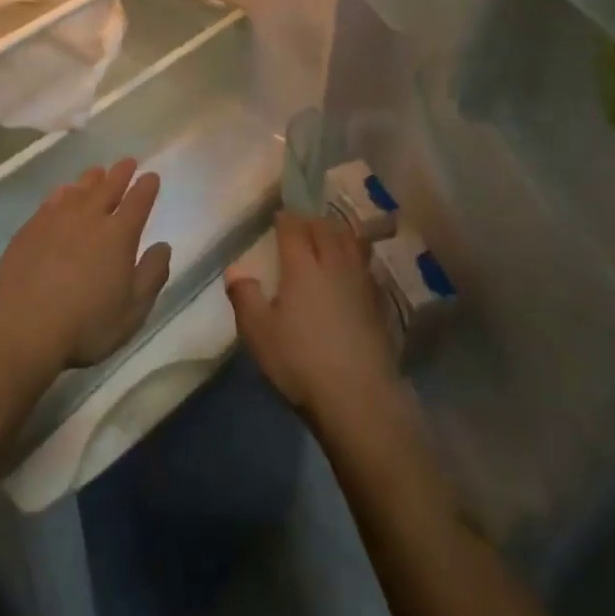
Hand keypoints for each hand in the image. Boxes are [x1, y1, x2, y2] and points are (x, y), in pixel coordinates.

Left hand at [0, 159, 171, 370]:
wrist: (23, 326)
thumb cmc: (86, 323)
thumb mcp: (133, 310)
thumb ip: (152, 274)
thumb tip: (163, 246)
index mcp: (119, 235)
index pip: (138, 202)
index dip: (146, 187)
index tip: (151, 176)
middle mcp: (89, 217)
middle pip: (108, 187)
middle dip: (121, 173)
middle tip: (128, 161)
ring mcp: (56, 219)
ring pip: (79, 189)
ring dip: (92, 179)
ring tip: (98, 172)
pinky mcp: (30, 228)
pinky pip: (52, 200)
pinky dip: (63, 192)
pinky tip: (63, 193)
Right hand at [226, 212, 399, 427]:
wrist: (359, 398)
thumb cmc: (301, 361)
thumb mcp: (258, 332)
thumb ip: (244, 296)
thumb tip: (236, 270)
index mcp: (302, 266)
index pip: (294, 228)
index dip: (285, 218)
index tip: (277, 216)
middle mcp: (334, 265)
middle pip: (326, 229)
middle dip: (311, 221)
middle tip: (300, 224)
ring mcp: (361, 283)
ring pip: (351, 243)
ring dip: (337, 233)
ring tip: (328, 235)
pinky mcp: (378, 303)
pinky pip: (365, 265)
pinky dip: (355, 256)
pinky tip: (350, 268)